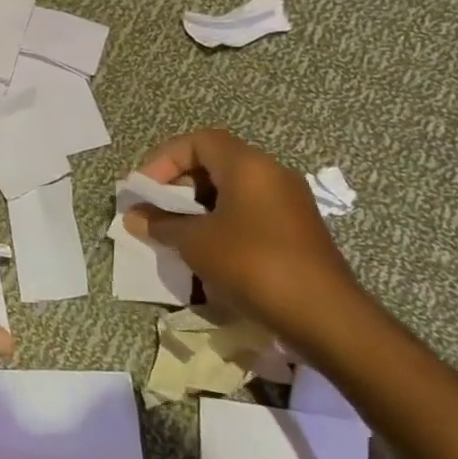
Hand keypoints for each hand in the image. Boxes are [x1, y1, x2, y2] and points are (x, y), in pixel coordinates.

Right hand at [124, 129, 372, 352]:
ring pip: (232, 189)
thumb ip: (161, 224)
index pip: (198, 141)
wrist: (324, 316)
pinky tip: (207, 251)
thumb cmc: (252, 265)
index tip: (144, 188)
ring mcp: (288, 202)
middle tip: (155, 210)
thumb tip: (133, 216)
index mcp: (248, 165)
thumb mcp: (196, 243)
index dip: (164, 159)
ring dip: (198, 206)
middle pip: (215, 162)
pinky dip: (221, 222)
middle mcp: (272, 174)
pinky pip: (249, 212)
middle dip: (179, 183)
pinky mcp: (296, 230)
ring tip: (175, 232)